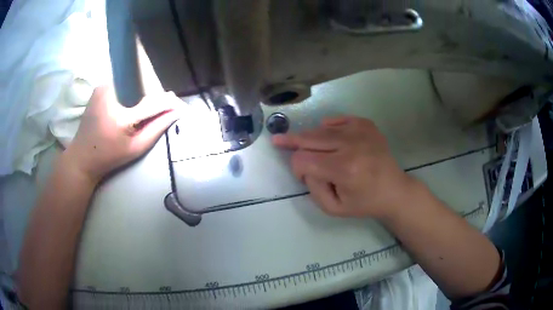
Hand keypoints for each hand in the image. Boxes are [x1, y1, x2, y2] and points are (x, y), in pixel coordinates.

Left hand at [63, 85, 181, 183]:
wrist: (82, 156)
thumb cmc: (110, 157)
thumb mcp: (136, 148)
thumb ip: (157, 128)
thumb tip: (176, 112)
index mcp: (122, 116)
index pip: (154, 102)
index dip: (170, 103)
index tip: (181, 107)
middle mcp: (113, 95)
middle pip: (144, 87)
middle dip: (155, 97)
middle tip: (160, 109)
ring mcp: (104, 87)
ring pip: (133, 83)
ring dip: (142, 93)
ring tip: (141, 109)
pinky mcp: (100, 86)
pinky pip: (123, 83)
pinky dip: (129, 91)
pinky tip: (127, 104)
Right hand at [273, 116, 417, 219]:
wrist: (394, 191)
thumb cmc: (364, 203)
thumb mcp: (333, 209)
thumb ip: (313, 188)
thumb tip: (306, 166)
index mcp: (344, 169)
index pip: (302, 159)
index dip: (296, 168)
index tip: (303, 176)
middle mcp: (351, 145)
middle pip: (309, 138)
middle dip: (292, 143)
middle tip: (278, 140)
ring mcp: (360, 131)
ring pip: (321, 129)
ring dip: (310, 138)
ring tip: (305, 144)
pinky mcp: (366, 124)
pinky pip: (337, 120)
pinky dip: (328, 128)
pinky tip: (329, 136)